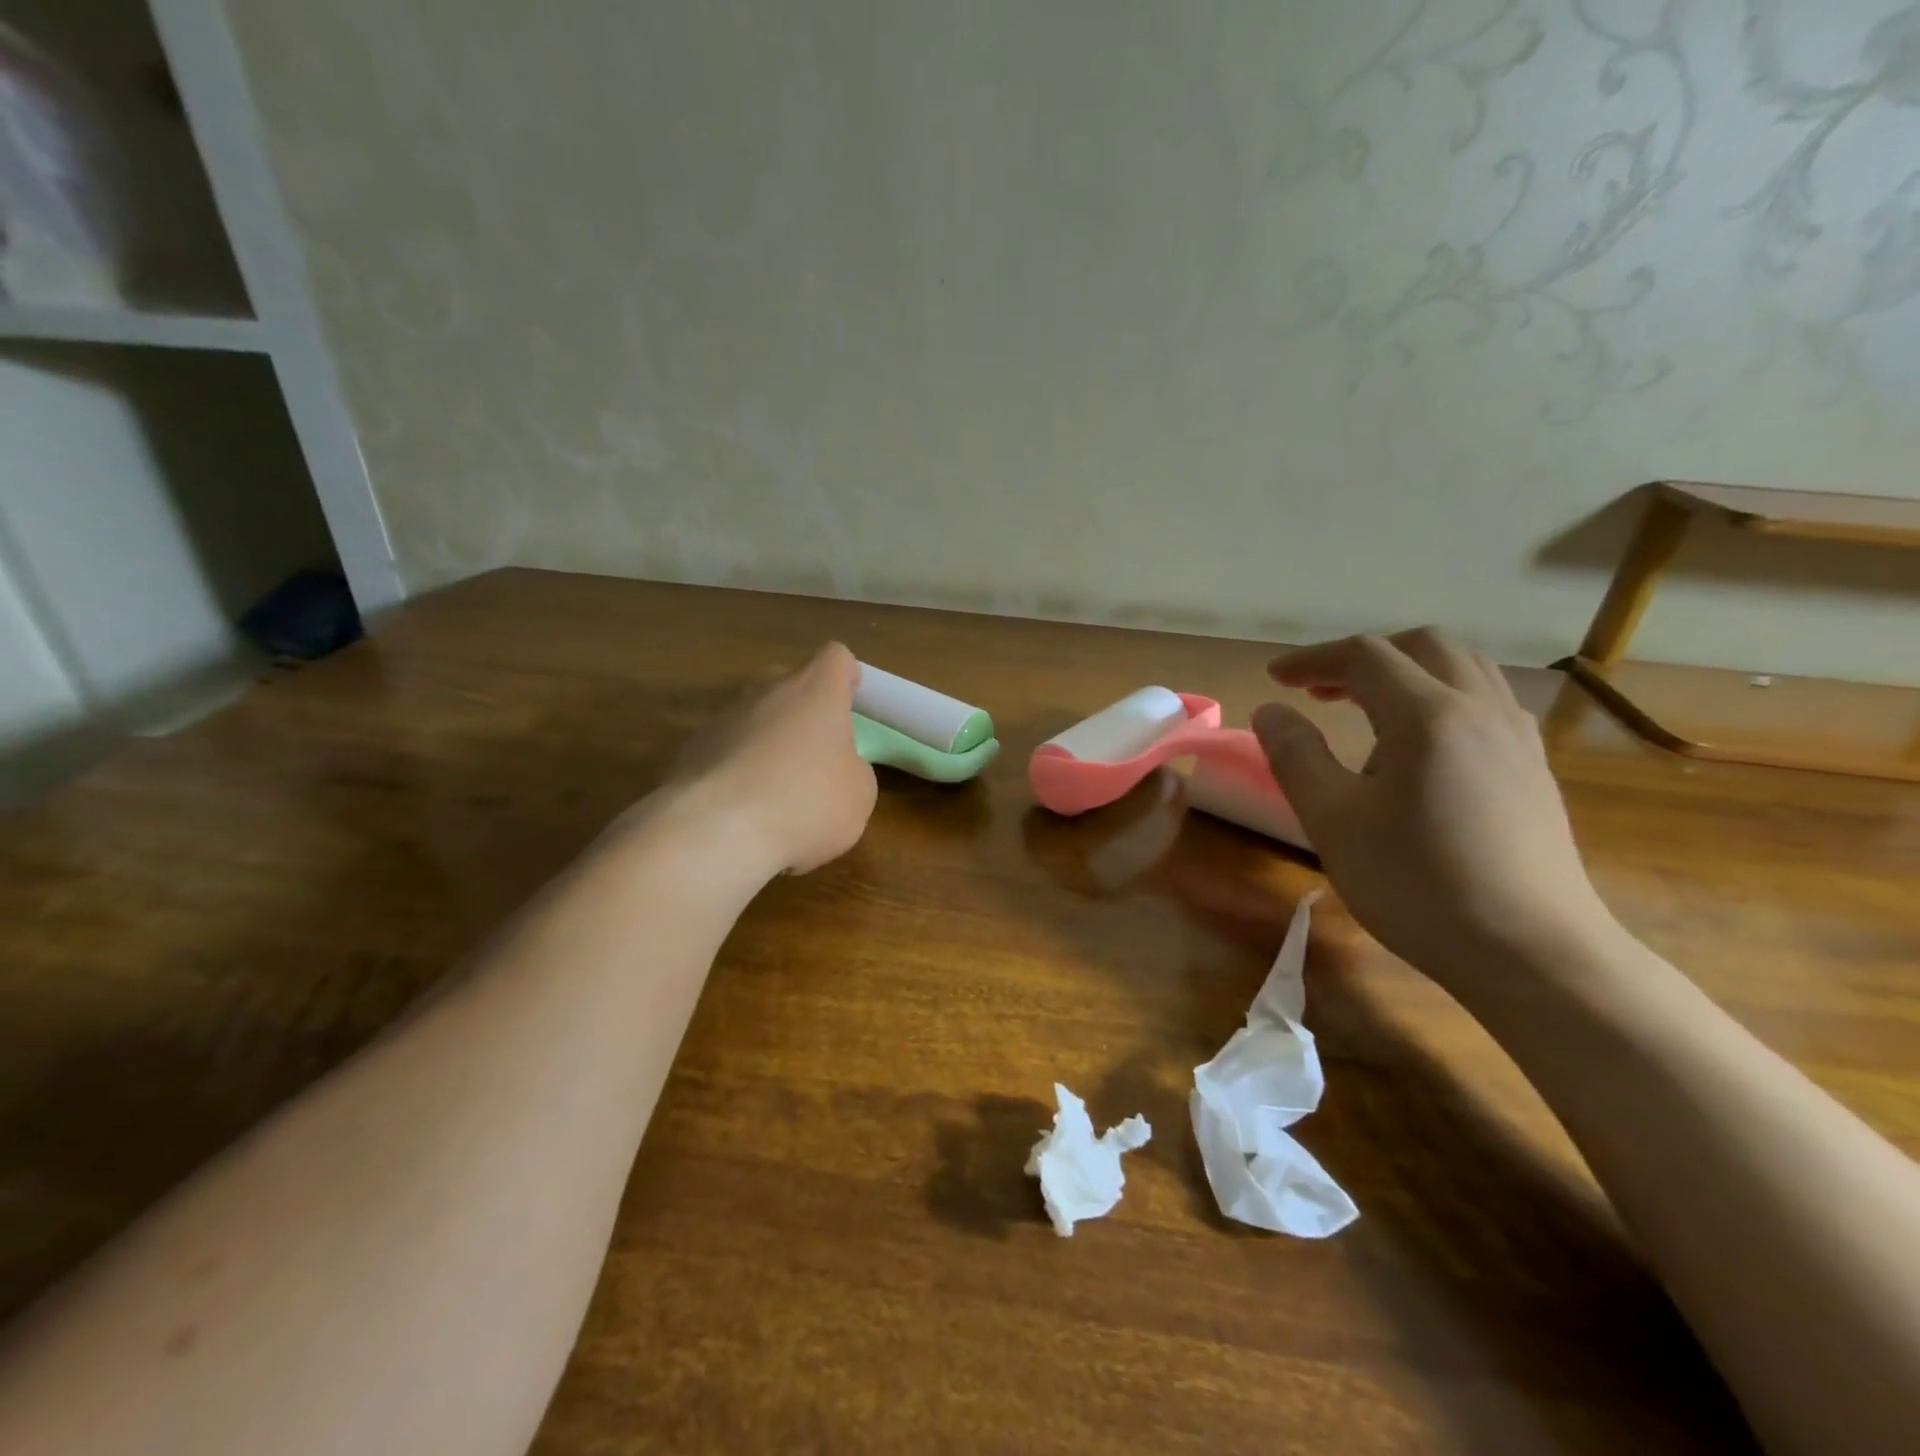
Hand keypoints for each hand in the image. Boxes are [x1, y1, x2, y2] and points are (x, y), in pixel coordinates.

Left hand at [667, 642, 877, 876]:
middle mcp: (767, 692)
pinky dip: (735, 772)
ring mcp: (723, 718)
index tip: (850, 704)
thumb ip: (852, 769)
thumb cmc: (807, 803)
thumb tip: (835, 768)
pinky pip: (724, 751)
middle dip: (801, 711)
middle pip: (788, 684)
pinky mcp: (690, 750)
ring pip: (752, 718)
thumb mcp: (858, 794)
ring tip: (775, 794)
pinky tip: (741, 812)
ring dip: (766, 743)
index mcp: (816, 692)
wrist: (717, 832)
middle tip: (814, 753)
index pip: (836, 658)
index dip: (845, 677)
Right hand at [1252, 629, 1617, 989]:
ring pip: (1463, 669)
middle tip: (1320, 691)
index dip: (1312, 659)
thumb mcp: (1333, 822)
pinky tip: (1421, 749)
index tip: (1275, 678)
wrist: (1532, 954)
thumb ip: (1295, 757)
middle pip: (1422, 647)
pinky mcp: (1533, 769)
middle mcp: (1480, 710)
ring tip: (1367, 713)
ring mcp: (1517, 738)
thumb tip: (1271, 711)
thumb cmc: (1417, 885)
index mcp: (1427, 716)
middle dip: (1363, 658)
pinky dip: (1441, 698)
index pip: (1364, 657)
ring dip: (1407, 673)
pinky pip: (1486, 702)